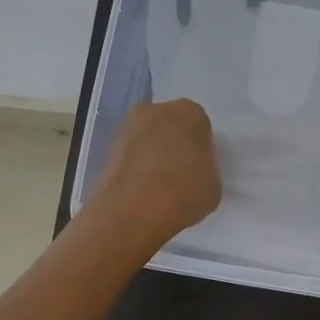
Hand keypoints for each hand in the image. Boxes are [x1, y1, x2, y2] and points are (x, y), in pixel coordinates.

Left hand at [88, 98, 222, 253]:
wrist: (136, 209)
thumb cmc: (186, 190)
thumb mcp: (214, 183)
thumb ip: (205, 169)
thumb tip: (193, 172)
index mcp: (189, 112)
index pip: (199, 125)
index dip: (200, 148)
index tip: (199, 168)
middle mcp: (155, 110)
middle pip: (168, 126)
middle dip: (172, 145)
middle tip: (178, 175)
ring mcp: (126, 128)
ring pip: (146, 140)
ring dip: (150, 156)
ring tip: (157, 189)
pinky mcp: (106, 149)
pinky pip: (129, 157)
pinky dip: (134, 170)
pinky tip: (140, 193)